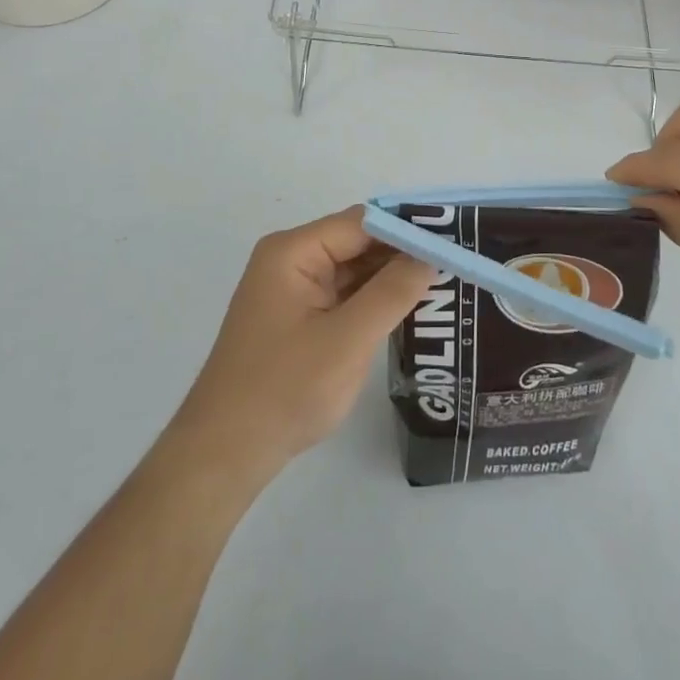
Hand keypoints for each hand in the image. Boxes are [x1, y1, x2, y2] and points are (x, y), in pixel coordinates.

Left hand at [168, 207, 432, 486]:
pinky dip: (373, 299)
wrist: (223, 456)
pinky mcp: (298, 316)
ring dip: (390, 277)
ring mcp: (293, 288)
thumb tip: (430, 254)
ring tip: (443, 280)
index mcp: (294, 251)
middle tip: (456, 262)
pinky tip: (408, 306)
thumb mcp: (347, 340)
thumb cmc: (283, 391)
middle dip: (402, 252)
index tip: (453, 238)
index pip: (362, 223)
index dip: (407, 228)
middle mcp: (291, 259)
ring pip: (353, 269)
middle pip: (358, 242)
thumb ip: (392, 292)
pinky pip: (343, 294)